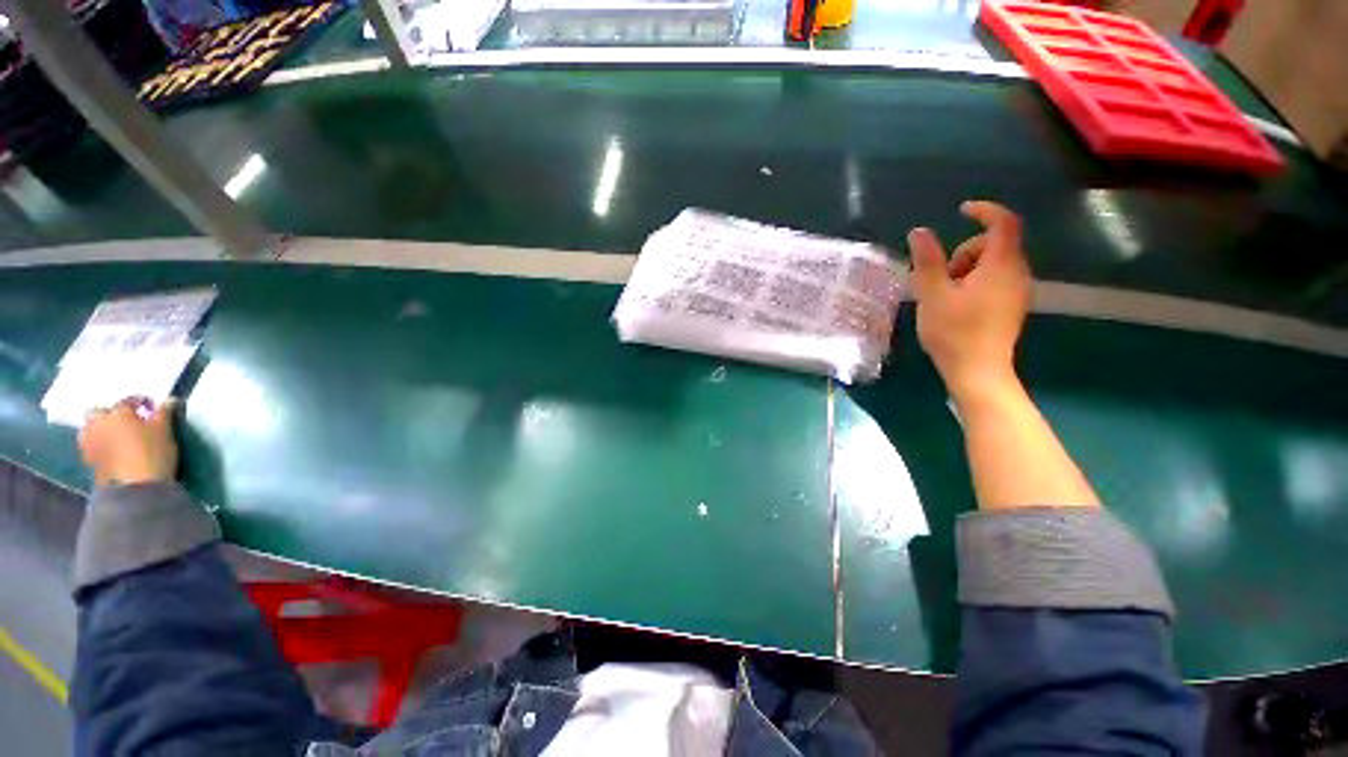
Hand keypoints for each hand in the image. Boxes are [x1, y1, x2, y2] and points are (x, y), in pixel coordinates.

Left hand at [78, 397, 178, 486]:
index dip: (142, 402)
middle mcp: (98, 422)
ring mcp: (89, 441)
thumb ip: (164, 414)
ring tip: (117, 435)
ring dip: (101, 428)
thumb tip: (168, 400)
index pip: (129, 400)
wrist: (134, 488)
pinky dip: (99, 443)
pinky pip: (91, 444)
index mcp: (118, 412)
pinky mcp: (88, 459)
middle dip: (112, 413)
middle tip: (128, 420)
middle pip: (100, 412)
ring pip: (91, 427)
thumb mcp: (165, 432)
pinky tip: (110, 449)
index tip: (153, 408)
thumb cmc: (152, 454)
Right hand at [908, 201, 1032, 401]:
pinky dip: (975, 281)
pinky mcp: (1012, 306)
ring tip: (945, 294)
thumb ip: (927, 261)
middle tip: (940, 277)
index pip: (1003, 222)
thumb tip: (919, 231)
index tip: (961, 210)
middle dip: (964, 250)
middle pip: (994, 244)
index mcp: (1000, 265)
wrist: (978, 372)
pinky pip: (996, 279)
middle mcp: (1017, 273)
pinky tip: (957, 304)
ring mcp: (1017, 291)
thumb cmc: (954, 332)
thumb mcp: (933, 294)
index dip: (984, 210)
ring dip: (967, 268)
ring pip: (993, 263)